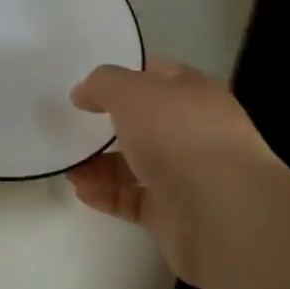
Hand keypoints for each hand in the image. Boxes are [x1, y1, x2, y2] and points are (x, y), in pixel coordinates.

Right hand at [69, 57, 288, 284]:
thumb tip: (83, 93)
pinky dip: (107, 193)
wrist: (220, 213)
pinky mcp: (173, 215)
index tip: (89, 83)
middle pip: (145, 121)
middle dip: (109, 123)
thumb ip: (103, 84)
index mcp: (193, 92)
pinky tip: (81, 189)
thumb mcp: (132, 91)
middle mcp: (193, 130)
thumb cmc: (178, 134)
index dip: (125, 74)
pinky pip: (132, 198)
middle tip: (72, 124)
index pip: (157, 73)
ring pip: (135, 162)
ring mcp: (186, 174)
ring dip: (100, 163)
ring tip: (68, 165)